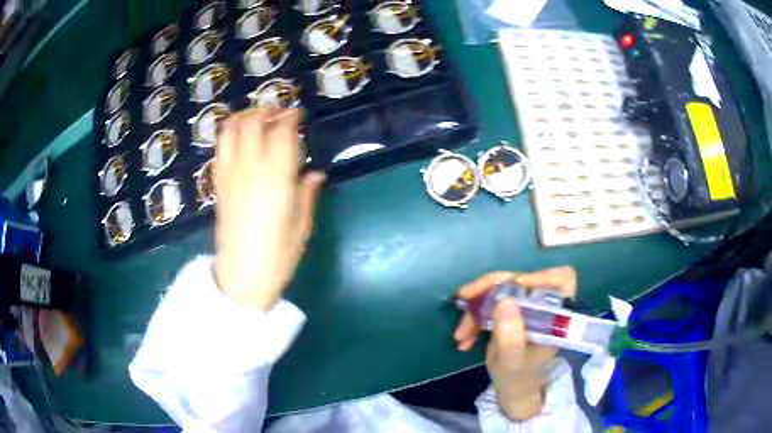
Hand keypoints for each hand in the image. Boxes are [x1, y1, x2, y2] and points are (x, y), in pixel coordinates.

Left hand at [214, 108, 324, 310]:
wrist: (241, 277)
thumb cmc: (278, 256)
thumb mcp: (301, 225)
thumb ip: (307, 194)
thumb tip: (314, 173)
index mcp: (277, 180)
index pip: (281, 133)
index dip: (290, 117)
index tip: (298, 114)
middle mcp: (250, 169)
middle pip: (253, 123)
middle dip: (267, 111)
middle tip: (279, 114)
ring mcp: (230, 174)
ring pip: (231, 129)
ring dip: (245, 116)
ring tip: (258, 119)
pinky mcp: (218, 183)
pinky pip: (220, 147)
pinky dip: (229, 132)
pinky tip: (239, 137)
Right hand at [453, 267, 576, 420]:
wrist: (511, 387)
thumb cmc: (519, 376)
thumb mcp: (512, 361)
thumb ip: (510, 336)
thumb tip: (504, 300)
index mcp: (556, 315)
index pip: (561, 279)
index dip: (540, 276)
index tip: (514, 285)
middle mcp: (542, 304)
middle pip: (521, 279)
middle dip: (490, 287)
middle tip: (465, 297)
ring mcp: (525, 305)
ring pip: (500, 288)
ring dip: (476, 306)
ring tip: (460, 334)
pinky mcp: (510, 309)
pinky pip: (490, 301)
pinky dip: (474, 316)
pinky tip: (463, 337)